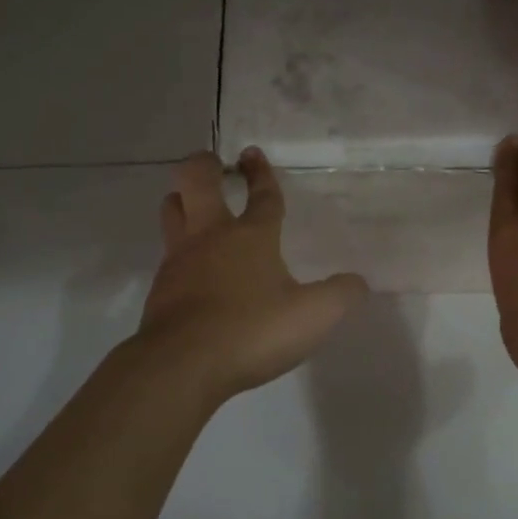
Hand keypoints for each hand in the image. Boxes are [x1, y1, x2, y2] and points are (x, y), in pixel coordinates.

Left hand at [136, 148, 367, 405]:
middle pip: (196, 181)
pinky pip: (167, 253)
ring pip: (172, 210)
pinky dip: (179, 248)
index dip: (262, 173)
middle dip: (204, 164)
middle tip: (214, 164)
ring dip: (182, 199)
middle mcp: (211, 236)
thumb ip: (340, 296)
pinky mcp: (161, 287)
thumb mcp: (313, 317)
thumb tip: (357, 282)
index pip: (262, 195)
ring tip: (194, 203)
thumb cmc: (252, 331)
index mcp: (251, 236)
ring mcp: (180, 259)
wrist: (181, 365)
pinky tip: (192, 266)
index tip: (253, 153)